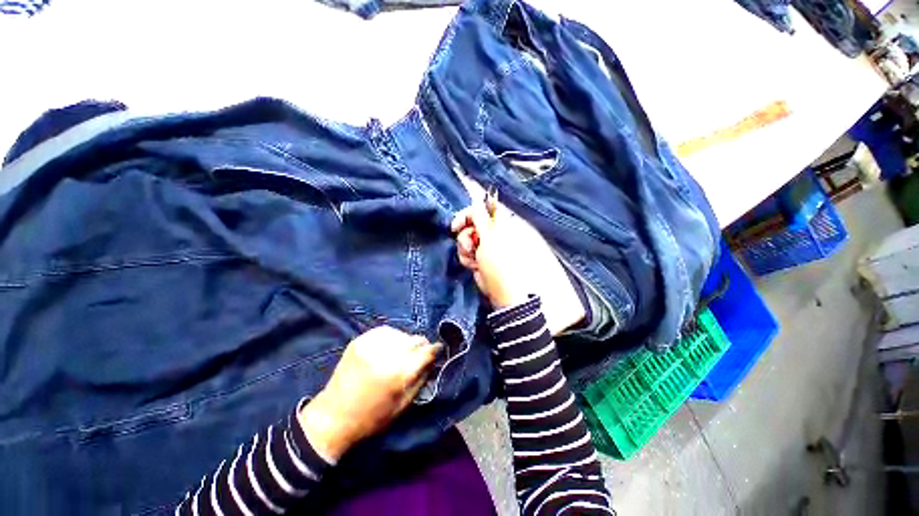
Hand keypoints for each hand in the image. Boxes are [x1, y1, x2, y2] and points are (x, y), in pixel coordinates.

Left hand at [298, 326, 438, 462]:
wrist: (333, 416)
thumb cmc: (372, 417)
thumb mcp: (403, 404)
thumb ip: (421, 378)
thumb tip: (433, 360)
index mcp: (399, 373)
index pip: (426, 351)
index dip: (435, 350)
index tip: (437, 351)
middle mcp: (386, 354)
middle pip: (415, 339)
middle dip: (421, 346)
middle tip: (419, 354)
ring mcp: (371, 345)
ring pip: (402, 333)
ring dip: (406, 342)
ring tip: (402, 352)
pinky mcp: (360, 341)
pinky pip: (385, 331)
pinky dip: (392, 337)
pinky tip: (389, 347)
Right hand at [450, 195, 585, 334]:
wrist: (505, 295)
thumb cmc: (500, 264)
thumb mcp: (489, 238)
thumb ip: (481, 217)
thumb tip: (477, 197)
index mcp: (501, 223)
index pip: (481, 209)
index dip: (466, 214)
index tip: (455, 226)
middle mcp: (493, 232)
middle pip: (470, 224)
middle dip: (465, 236)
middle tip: (470, 248)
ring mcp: (486, 246)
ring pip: (466, 239)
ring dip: (465, 249)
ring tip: (473, 261)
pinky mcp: (480, 258)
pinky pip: (467, 252)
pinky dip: (467, 258)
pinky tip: (473, 266)